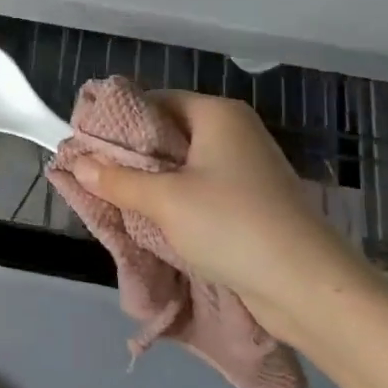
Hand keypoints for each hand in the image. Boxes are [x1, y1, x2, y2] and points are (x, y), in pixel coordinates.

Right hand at [67, 92, 375, 341]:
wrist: (310, 287)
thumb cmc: (232, 225)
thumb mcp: (164, 201)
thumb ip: (117, 180)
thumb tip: (77, 163)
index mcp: (217, 114)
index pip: (154, 100)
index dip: (118, 120)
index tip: (87, 144)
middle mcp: (235, 131)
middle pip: (168, 132)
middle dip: (132, 155)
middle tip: (96, 173)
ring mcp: (248, 167)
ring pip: (184, 165)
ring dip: (152, 182)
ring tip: (116, 197)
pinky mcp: (254, 201)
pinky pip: (202, 189)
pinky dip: (177, 200)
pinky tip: (152, 218)